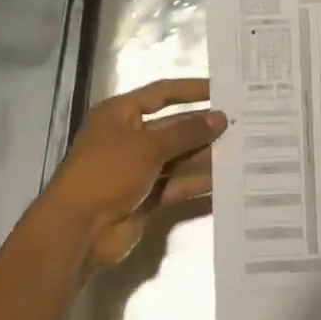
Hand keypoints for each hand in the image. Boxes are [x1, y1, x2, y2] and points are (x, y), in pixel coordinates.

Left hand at [33, 78, 227, 272]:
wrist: (78, 230)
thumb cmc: (107, 173)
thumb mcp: (148, 146)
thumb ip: (186, 132)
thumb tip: (220, 117)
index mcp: (120, 114)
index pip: (161, 93)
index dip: (191, 89)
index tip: (222, 89)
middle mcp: (129, 137)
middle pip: (172, 127)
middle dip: (202, 126)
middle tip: (240, 123)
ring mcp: (137, 169)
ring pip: (178, 157)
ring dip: (205, 155)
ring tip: (241, 149)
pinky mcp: (146, 197)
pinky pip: (177, 184)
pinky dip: (197, 182)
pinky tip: (226, 179)